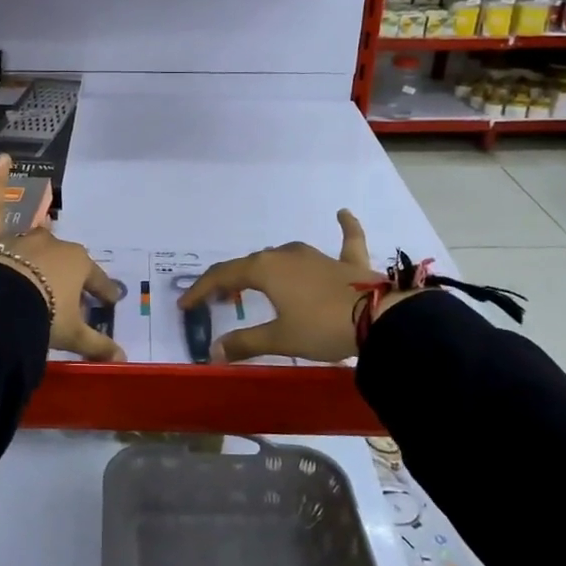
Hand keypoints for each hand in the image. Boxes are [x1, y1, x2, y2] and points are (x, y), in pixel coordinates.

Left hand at [0, 156, 124, 361]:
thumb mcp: (72, 334)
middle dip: (70, 274)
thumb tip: (124, 360)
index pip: (96, 280)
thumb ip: (98, 345)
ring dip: (42, 239)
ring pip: (37, 233)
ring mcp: (24, 235)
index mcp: (78, 265)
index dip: (103, 292)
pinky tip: (3, 158)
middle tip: (69, 293)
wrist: (1, 305)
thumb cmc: (43, 316)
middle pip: (67, 259)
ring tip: (45, 244)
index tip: (110, 301)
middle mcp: (55, 245)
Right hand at [178, 210, 383, 363]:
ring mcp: (318, 255)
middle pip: (251, 264)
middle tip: (221, 299)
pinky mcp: (348, 262)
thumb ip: (245, 343)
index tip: (185, 305)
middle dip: (232, 280)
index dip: (201, 290)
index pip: (223, 275)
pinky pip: (346, 240)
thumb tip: (213, 353)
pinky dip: (344, 228)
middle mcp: (287, 255)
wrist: (380, 319)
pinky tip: (343, 212)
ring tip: (256, 280)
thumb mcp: (280, 338)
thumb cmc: (321, 327)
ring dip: (267, 267)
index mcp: (265, 270)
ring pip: (285, 255)